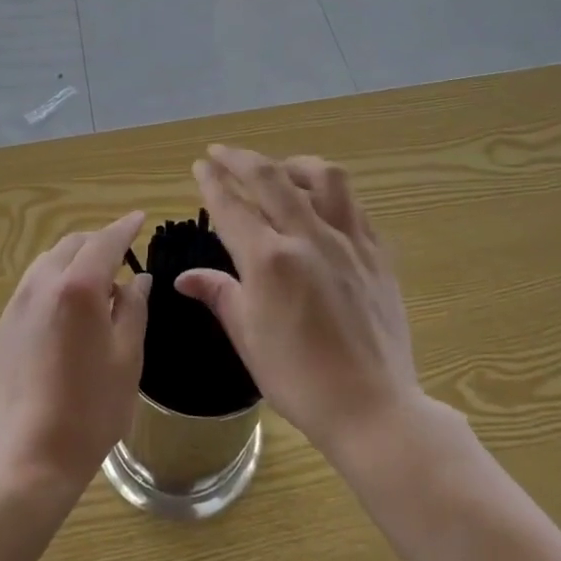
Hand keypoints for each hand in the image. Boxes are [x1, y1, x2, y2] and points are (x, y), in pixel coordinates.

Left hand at [0, 211, 150, 499]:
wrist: (31, 455)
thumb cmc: (92, 408)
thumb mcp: (128, 356)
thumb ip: (134, 308)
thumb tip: (137, 280)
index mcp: (79, 287)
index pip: (106, 241)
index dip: (125, 227)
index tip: (140, 218)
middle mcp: (44, 283)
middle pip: (74, 244)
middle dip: (100, 242)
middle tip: (124, 257)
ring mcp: (19, 302)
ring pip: (50, 259)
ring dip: (76, 258)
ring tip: (98, 283)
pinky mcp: (6, 323)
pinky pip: (35, 283)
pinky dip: (57, 278)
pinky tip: (70, 306)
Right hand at [177, 147, 422, 459]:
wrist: (373, 407)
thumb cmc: (299, 379)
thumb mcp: (248, 337)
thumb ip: (219, 294)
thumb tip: (184, 277)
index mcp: (269, 261)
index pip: (232, 205)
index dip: (212, 180)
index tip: (201, 165)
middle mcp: (308, 237)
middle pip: (270, 177)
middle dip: (240, 158)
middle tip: (222, 153)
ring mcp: (348, 240)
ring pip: (322, 177)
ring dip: (292, 164)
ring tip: (279, 170)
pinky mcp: (376, 252)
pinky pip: (352, 204)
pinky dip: (328, 192)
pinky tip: (319, 204)